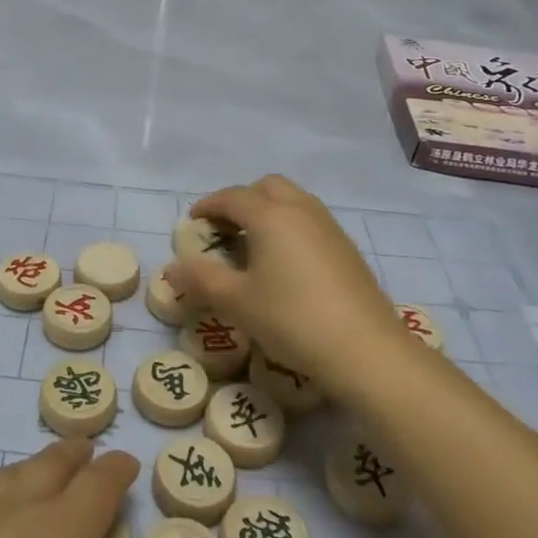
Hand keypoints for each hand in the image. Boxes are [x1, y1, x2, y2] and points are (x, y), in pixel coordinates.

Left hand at [0, 441, 176, 537]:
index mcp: (60, 536)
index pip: (99, 485)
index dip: (117, 470)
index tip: (128, 464)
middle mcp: (14, 514)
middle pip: (50, 466)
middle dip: (74, 455)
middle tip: (87, 451)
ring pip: (5, 477)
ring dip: (29, 469)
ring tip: (39, 471)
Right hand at [164, 175, 395, 390]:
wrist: (366, 350)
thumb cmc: (292, 318)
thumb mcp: (237, 302)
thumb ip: (201, 280)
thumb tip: (171, 269)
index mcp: (270, 215)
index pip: (232, 196)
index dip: (208, 206)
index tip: (193, 222)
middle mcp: (300, 210)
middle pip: (266, 187)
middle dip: (241, 200)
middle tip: (225, 230)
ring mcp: (329, 227)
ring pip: (293, 200)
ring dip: (268, 211)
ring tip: (253, 245)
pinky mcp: (347, 249)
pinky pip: (310, 221)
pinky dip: (290, 227)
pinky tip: (285, 264)